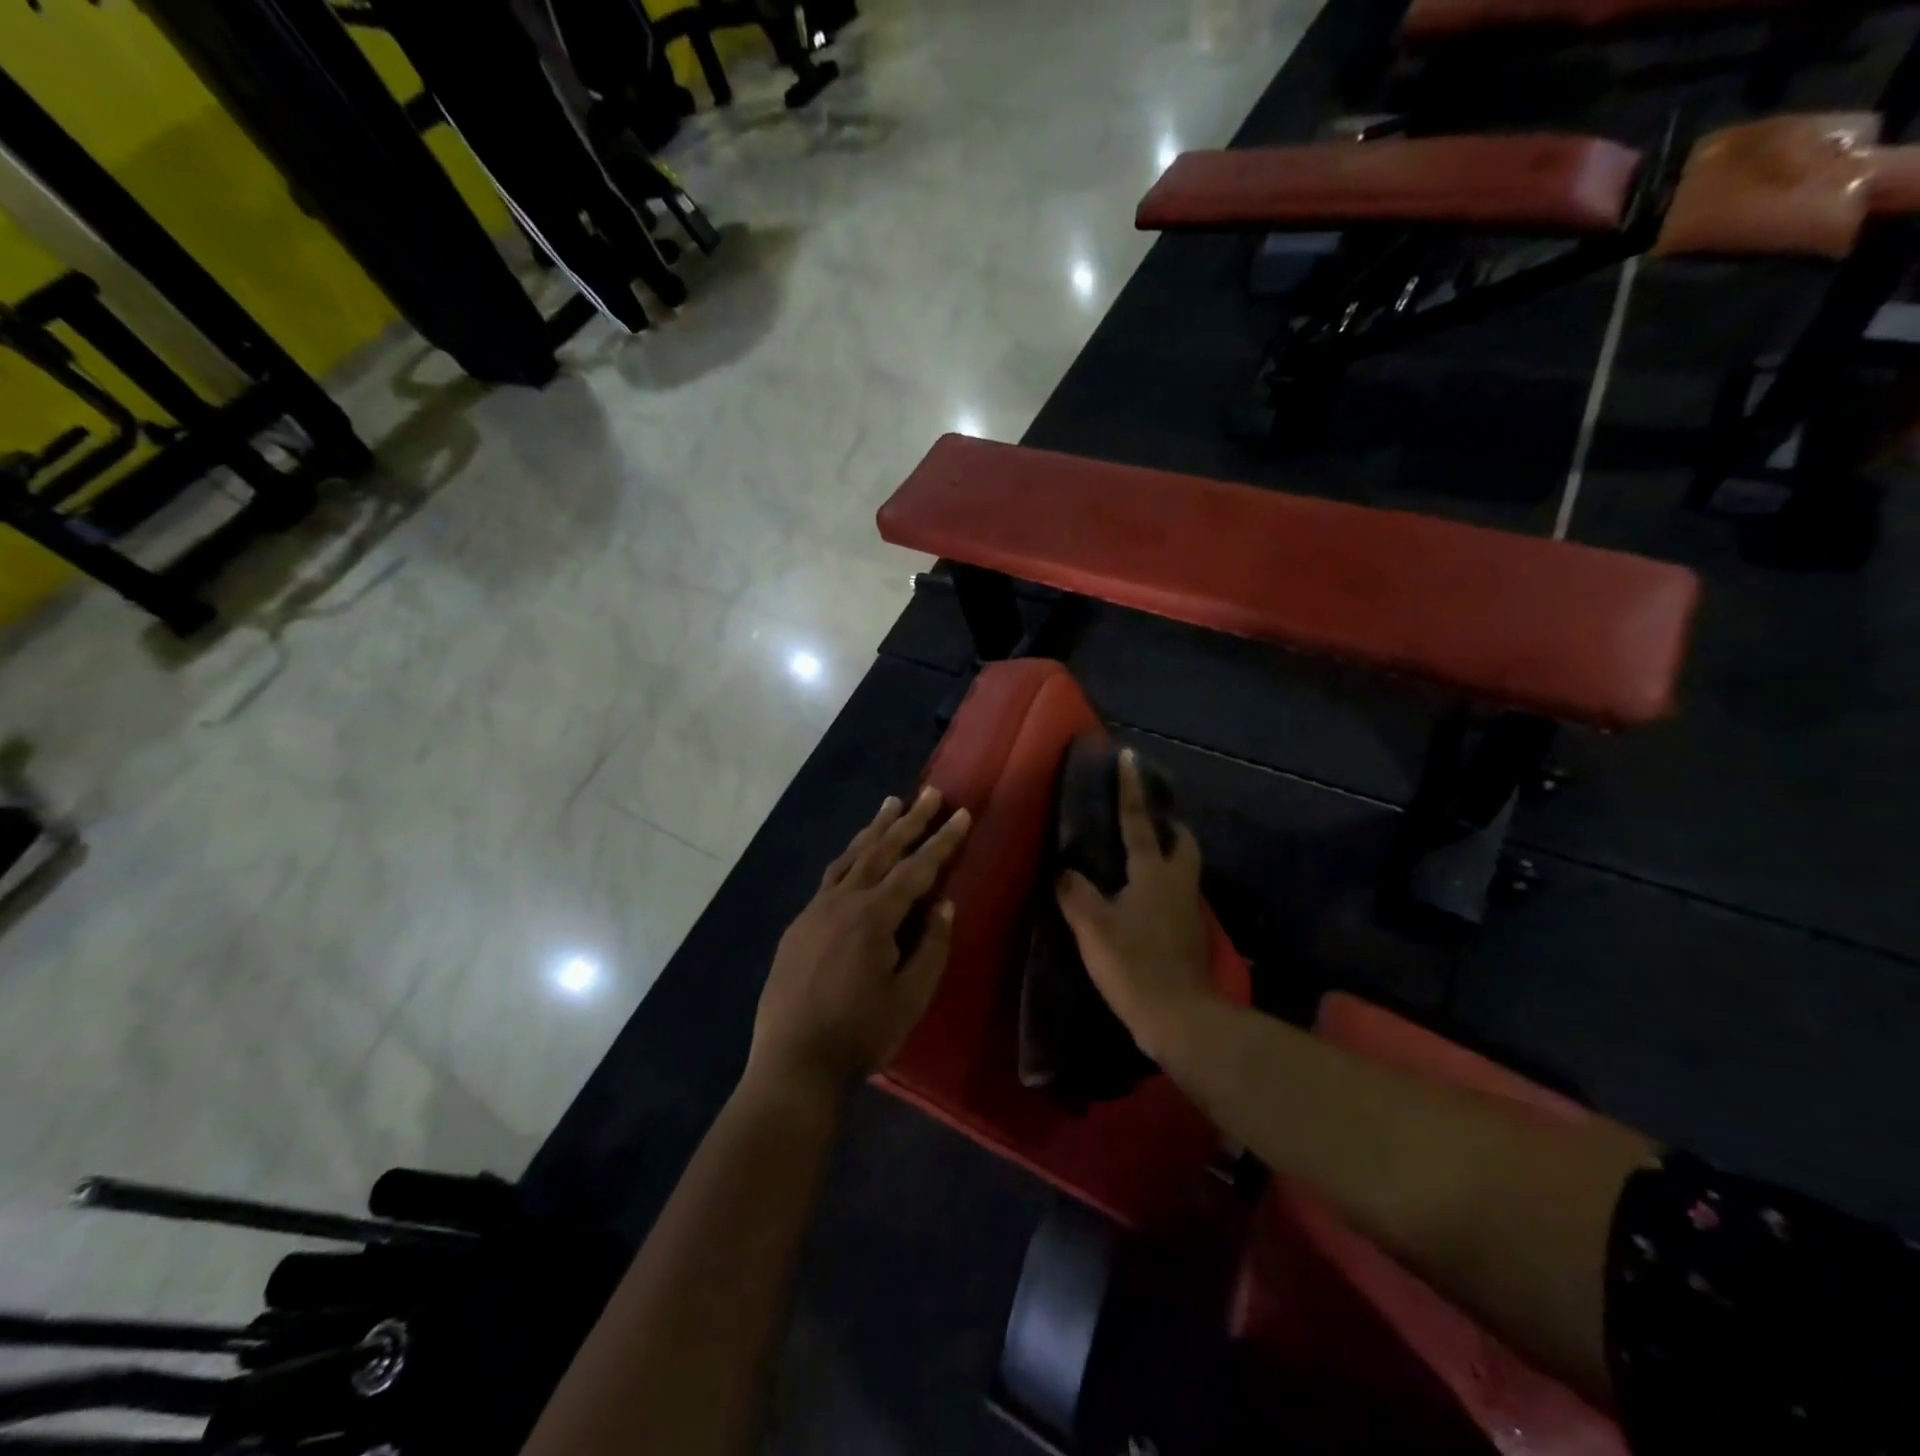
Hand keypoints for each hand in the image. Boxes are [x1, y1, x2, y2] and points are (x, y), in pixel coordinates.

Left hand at [749, 788, 971, 1097]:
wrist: (793, 1062)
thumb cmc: (860, 1033)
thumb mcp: (910, 998)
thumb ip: (931, 946)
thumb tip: (943, 903)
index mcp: (873, 917)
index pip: (917, 869)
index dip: (942, 841)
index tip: (962, 813)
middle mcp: (843, 901)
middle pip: (882, 850)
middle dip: (910, 820)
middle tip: (930, 792)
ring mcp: (816, 910)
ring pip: (852, 857)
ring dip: (875, 829)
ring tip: (891, 803)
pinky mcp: (799, 924)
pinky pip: (831, 877)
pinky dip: (850, 856)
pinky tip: (856, 855)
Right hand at [1056, 749, 1211, 1057]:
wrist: (1178, 1017)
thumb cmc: (1133, 964)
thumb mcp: (1092, 927)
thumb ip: (1075, 893)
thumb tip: (1065, 871)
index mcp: (1153, 873)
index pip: (1138, 822)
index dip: (1131, 789)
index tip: (1129, 757)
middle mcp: (1177, 883)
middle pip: (1181, 842)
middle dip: (1168, 826)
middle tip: (1146, 821)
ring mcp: (1188, 910)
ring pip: (1183, 869)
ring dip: (1166, 855)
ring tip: (1138, 858)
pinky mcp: (1190, 934)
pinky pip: (1177, 895)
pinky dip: (1162, 886)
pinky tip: (1141, 900)